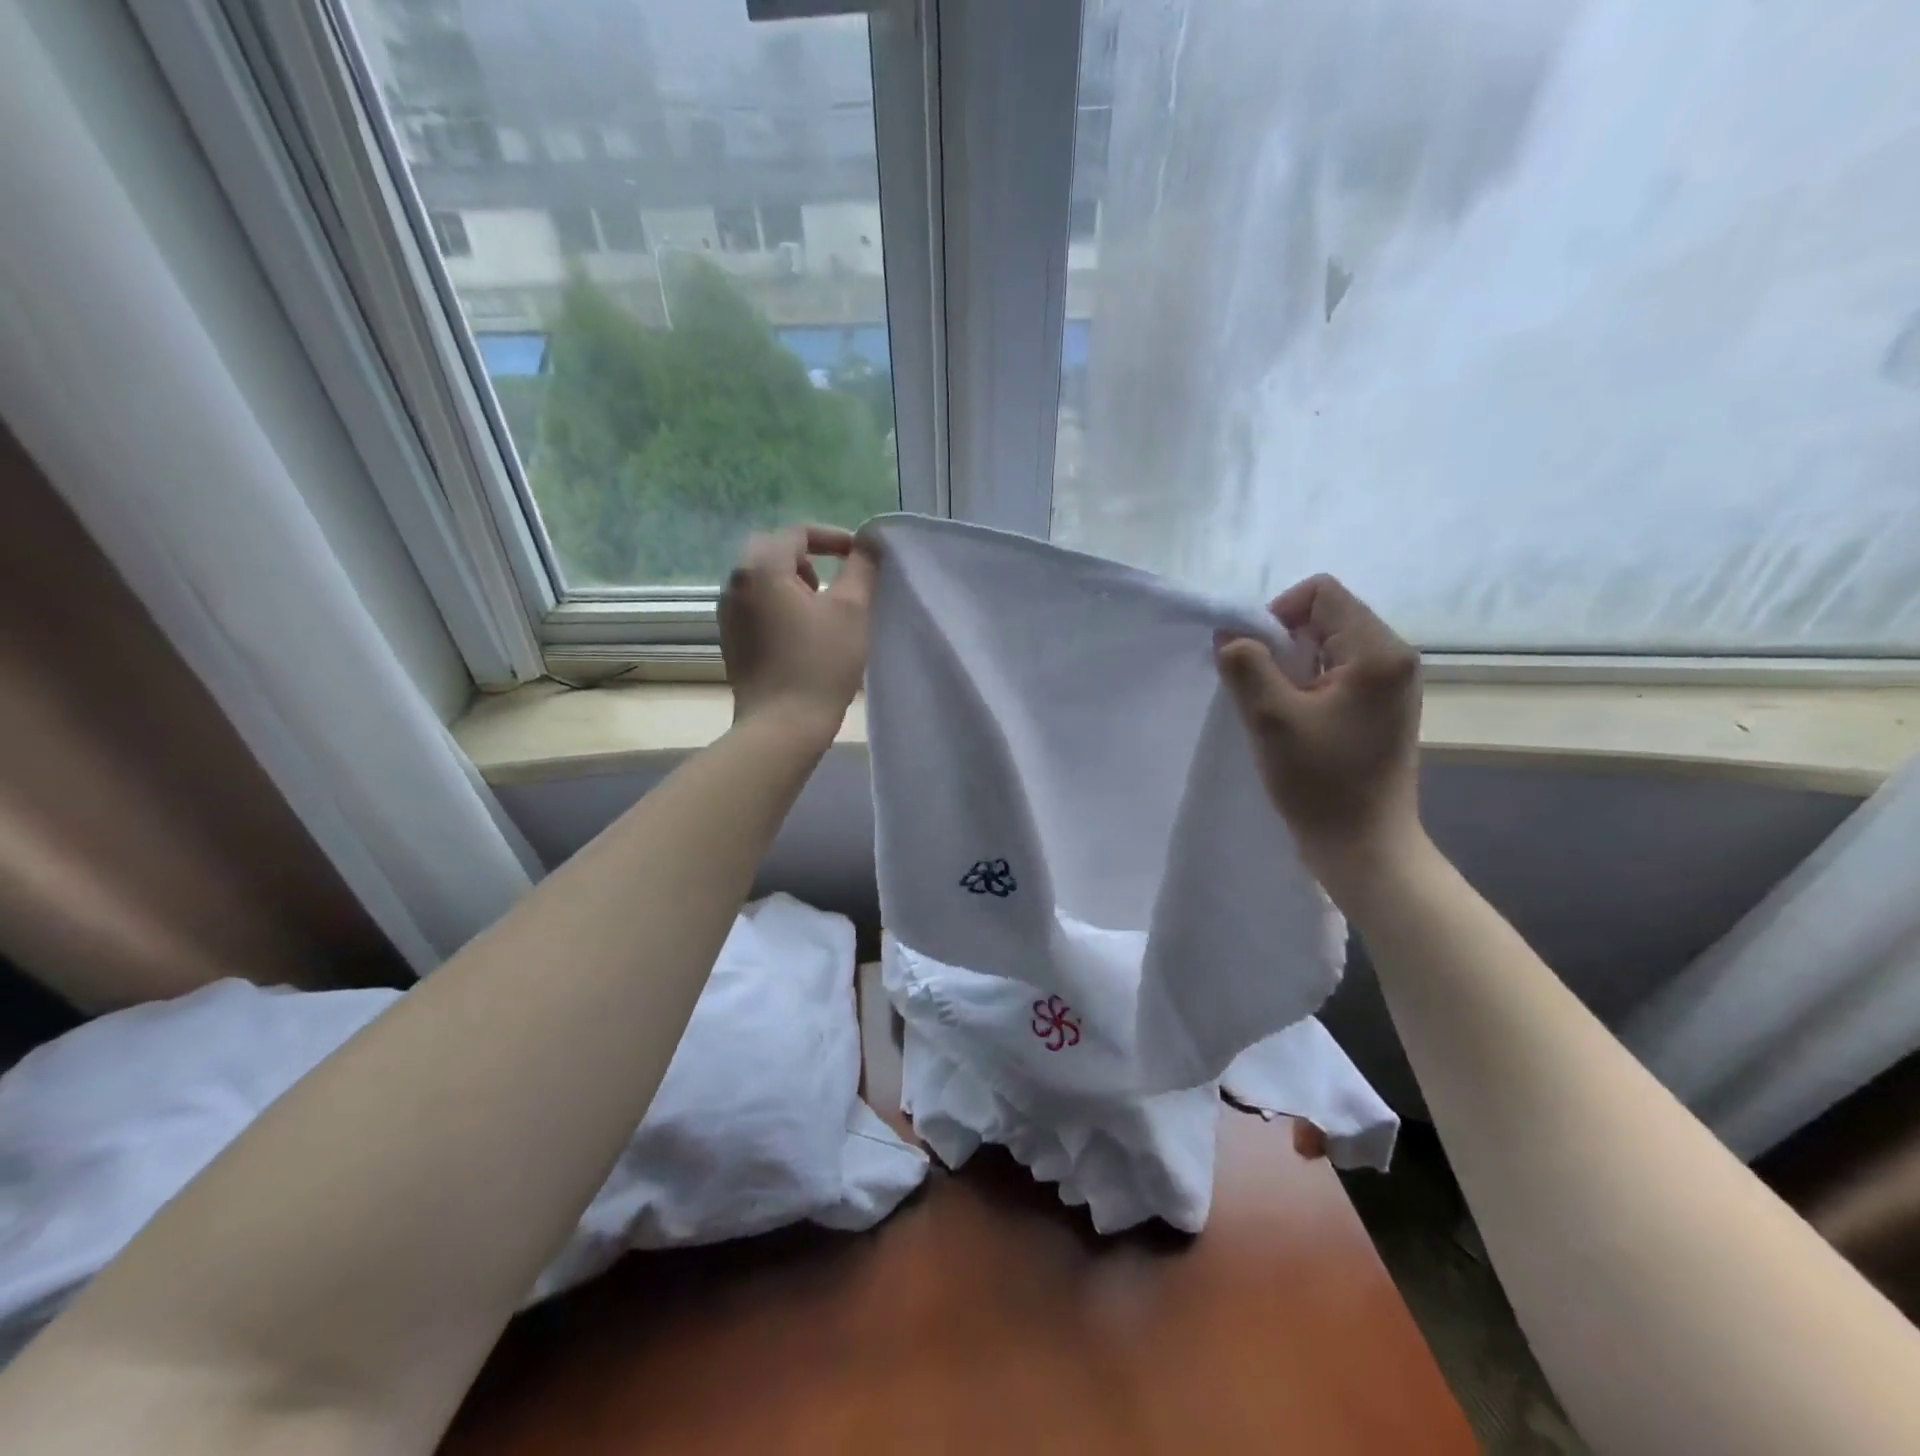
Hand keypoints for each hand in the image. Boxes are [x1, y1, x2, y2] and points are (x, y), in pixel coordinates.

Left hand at [720, 525, 875, 734]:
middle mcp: (736, 583)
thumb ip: (862, 567)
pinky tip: (802, 635)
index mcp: (762, 568)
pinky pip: (756, 606)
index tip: (859, 556)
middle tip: (837, 584)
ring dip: (793, 583)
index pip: (797, 533)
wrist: (782, 725)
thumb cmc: (821, 663)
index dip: (833, 538)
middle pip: (774, 552)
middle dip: (809, 560)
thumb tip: (870, 540)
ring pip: (762, 580)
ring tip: (822, 611)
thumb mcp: (852, 610)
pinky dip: (779, 606)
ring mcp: (728, 614)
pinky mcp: (730, 640)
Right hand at [1215, 574, 1423, 894]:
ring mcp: (1388, 685)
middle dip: (1281, 644)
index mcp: (1378, 652)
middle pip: (1323, 617)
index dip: (1276, 615)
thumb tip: (1229, 633)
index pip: (1320, 593)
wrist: (1363, 846)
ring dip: (1289, 669)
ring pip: (1324, 647)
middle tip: (1263, 692)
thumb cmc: (1321, 783)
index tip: (1256, 659)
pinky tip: (1291, 723)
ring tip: (1276, 712)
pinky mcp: (1378, 709)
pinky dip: (1303, 687)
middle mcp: (1392, 658)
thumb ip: (1246, 665)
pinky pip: (1333, 675)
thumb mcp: (1271, 718)